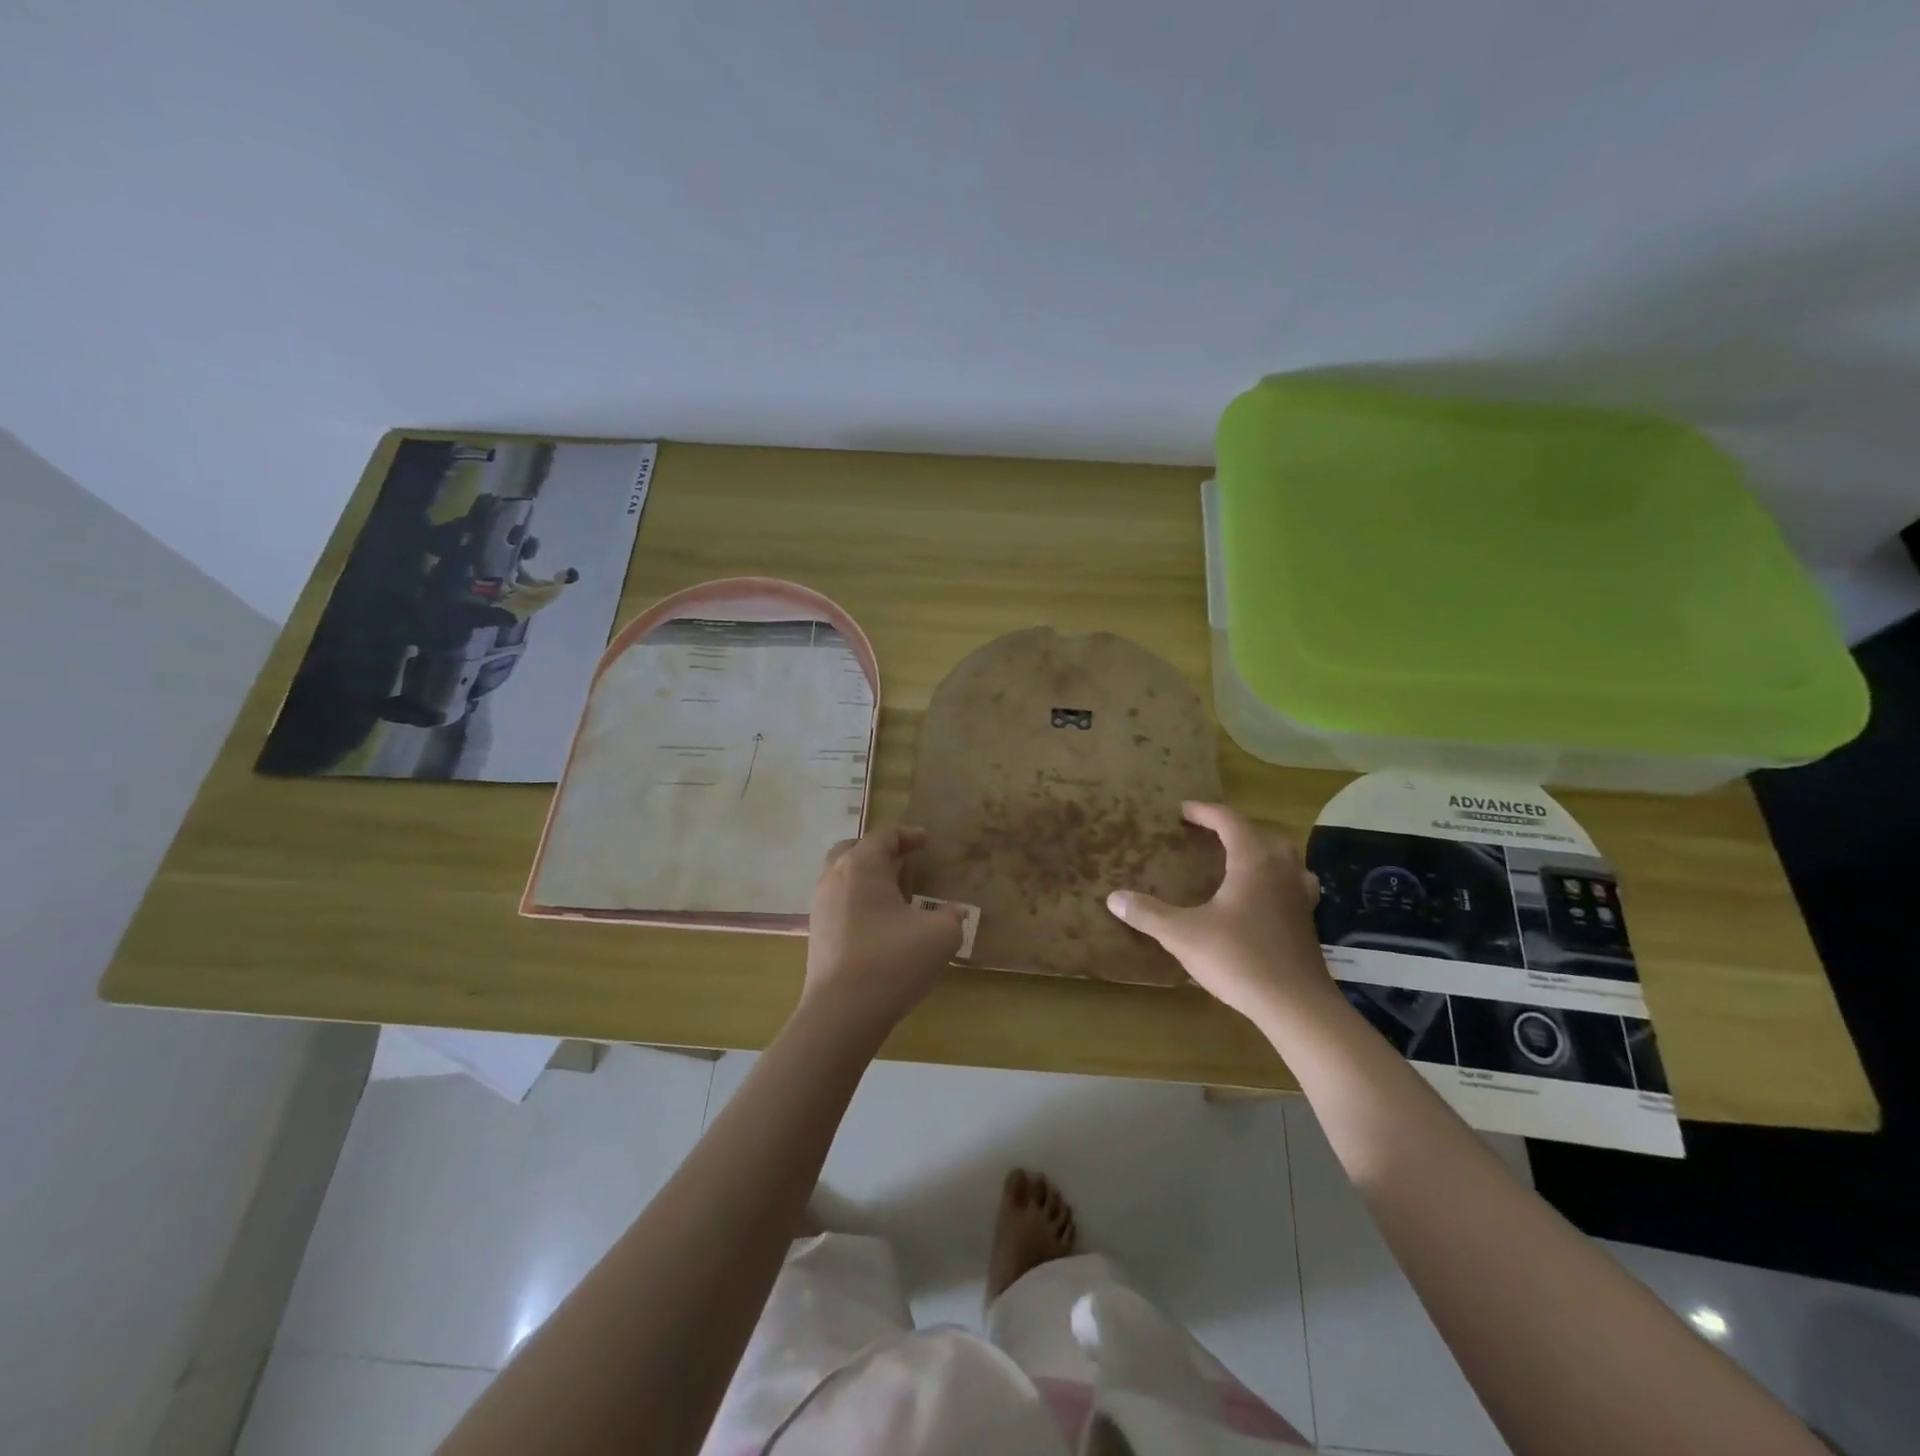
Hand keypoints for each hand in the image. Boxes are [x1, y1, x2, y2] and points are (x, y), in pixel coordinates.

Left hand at [800, 826, 966, 1036]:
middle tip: (904, 861)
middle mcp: (834, 878)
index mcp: (861, 865)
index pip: (884, 836)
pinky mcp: (818, 934)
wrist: (842, 1012)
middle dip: (879, 851)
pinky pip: (839, 902)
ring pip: (842, 877)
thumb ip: (951, 916)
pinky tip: (880, 922)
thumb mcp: (940, 935)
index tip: (926, 841)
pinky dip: (859, 900)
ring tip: (895, 893)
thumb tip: (953, 911)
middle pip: (853, 850)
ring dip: (868, 877)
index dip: (908, 835)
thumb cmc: (893, 961)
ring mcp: (821, 906)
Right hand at [1105, 801, 1334, 1024]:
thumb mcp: (1183, 935)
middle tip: (1208, 834)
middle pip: (1261, 834)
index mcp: (1253, 861)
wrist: (1296, 1006)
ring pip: (1284, 858)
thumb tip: (1114, 897)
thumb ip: (1148, 914)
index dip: (1205, 812)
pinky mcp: (1307, 921)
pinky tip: (1264, 897)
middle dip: (1234, 829)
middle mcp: (1281, 870)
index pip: (1229, 821)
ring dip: (1260, 851)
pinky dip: (1276, 879)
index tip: (1183, 810)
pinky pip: (1292, 884)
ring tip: (1238, 859)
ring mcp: (1299, 896)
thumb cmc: (1239, 959)